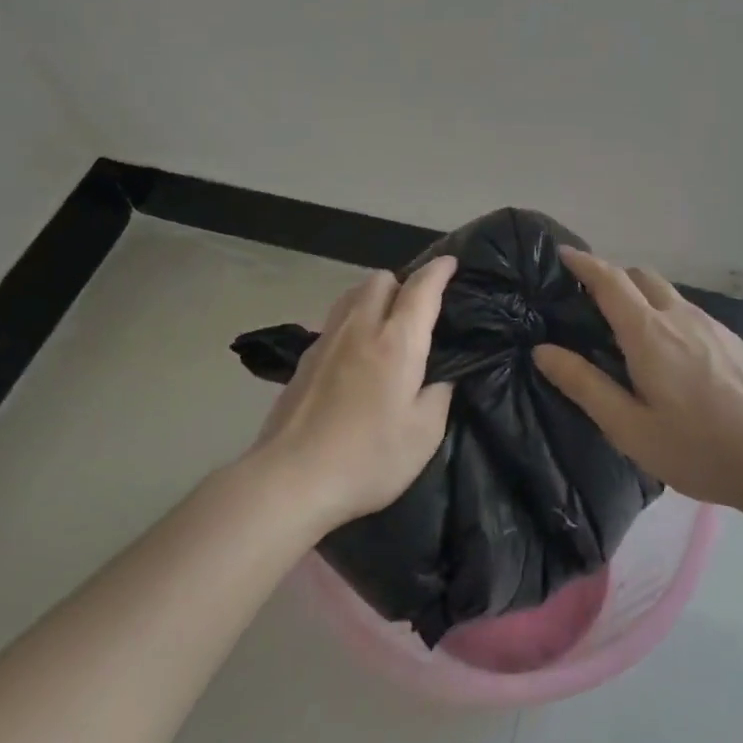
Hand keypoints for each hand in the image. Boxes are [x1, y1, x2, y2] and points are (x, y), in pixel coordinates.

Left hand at [244, 257, 457, 531]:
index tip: (451, 263)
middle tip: (419, 309)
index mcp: (396, 342)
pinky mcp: (305, 359)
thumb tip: (442, 374)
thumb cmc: (368, 458)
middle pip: (380, 279)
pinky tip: (357, 353)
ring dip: (374, 297)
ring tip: (387, 325)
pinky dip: (353, 321)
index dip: (439, 271)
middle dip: (403, 282)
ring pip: (352, 295)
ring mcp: (326, 341)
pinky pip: (335, 320)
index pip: (420, 289)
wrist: (291, 479)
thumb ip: (440, 394)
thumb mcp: (424, 434)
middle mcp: (360, 328)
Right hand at [533, 248, 742, 513]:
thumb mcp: (630, 428)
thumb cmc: (700, 448)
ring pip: (666, 293)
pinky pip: (687, 311)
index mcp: (649, 333)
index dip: (583, 263)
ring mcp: (712, 326)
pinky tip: (667, 355)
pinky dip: (664, 314)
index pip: (610, 280)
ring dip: (639, 296)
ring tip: (624, 332)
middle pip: (640, 276)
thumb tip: (543, 351)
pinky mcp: (732, 341)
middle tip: (587, 304)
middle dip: (610, 278)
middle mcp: (680, 316)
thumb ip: (585, 386)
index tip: (562, 254)